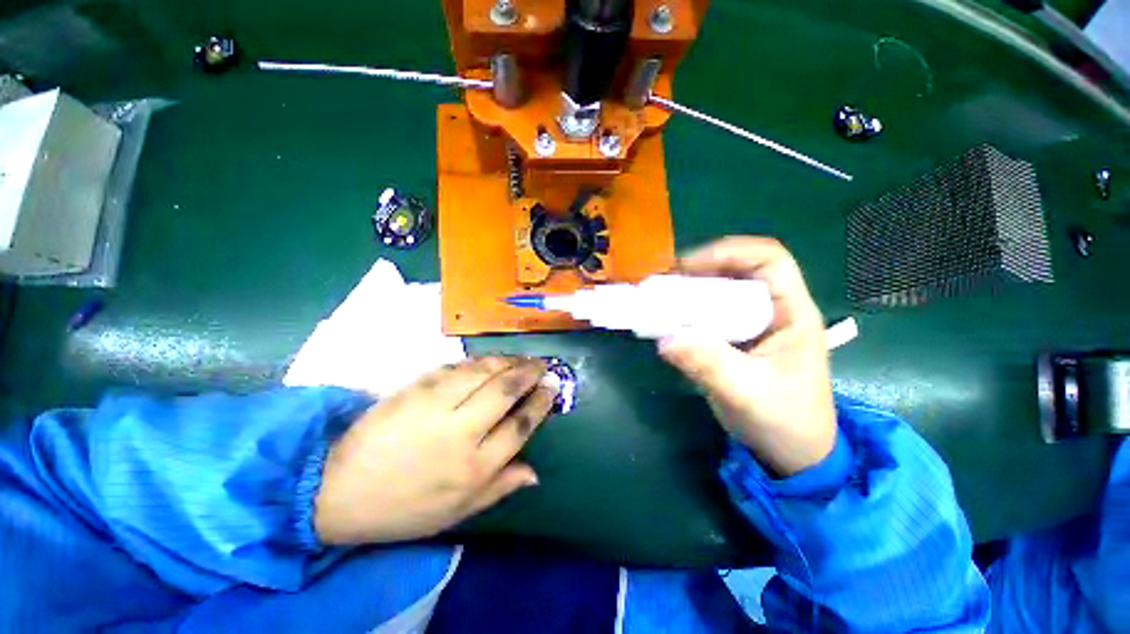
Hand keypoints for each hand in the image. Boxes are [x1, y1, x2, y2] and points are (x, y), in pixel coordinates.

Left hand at [314, 357, 555, 544]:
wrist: (338, 490)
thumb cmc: (402, 508)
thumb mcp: (456, 514)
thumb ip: (499, 489)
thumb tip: (535, 472)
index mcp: (475, 469)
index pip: (520, 426)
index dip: (540, 403)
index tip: (550, 389)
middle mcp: (462, 434)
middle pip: (505, 392)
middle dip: (529, 373)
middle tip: (541, 364)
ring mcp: (436, 408)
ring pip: (483, 373)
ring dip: (507, 361)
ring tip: (520, 358)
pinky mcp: (414, 390)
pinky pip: (454, 368)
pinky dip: (477, 361)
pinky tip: (488, 360)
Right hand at [658, 237, 835, 476]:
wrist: (790, 455)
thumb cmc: (784, 423)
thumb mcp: (748, 393)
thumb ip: (709, 364)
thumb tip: (665, 338)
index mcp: (792, 313)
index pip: (769, 259)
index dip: (728, 252)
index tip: (687, 267)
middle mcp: (771, 311)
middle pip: (736, 272)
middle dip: (698, 272)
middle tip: (662, 285)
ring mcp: (750, 325)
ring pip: (718, 293)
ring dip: (688, 293)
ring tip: (658, 300)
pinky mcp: (732, 340)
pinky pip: (706, 315)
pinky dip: (684, 314)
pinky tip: (665, 322)